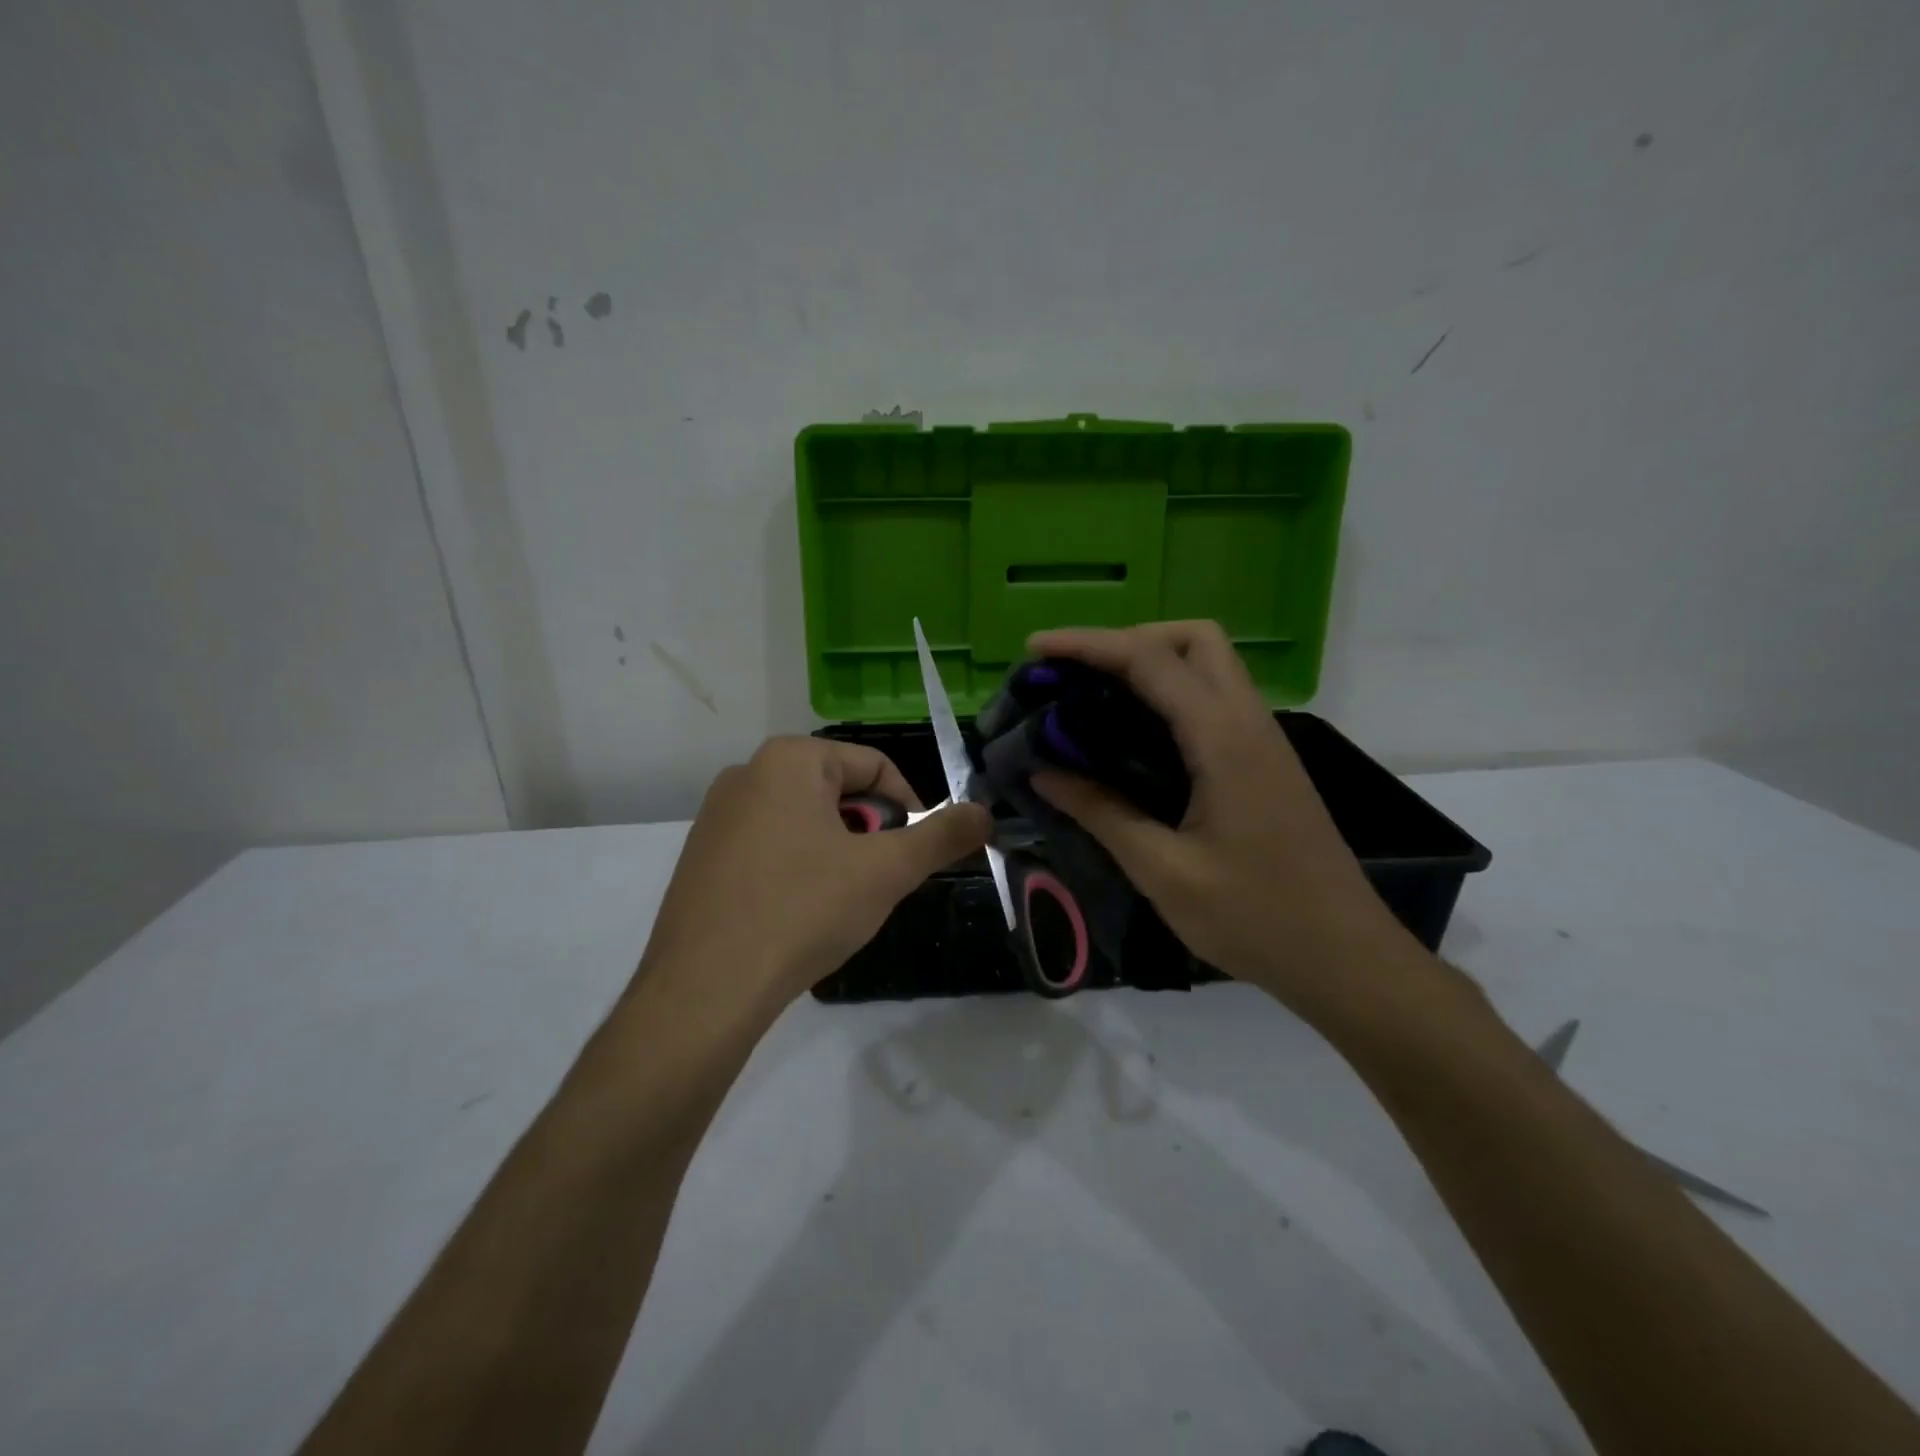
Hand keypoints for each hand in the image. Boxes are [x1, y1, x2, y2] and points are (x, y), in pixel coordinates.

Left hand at [641, 737, 990, 1018]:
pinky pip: (770, 847)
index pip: (875, 766)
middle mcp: (746, 773)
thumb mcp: (886, 871)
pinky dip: (798, 870)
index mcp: (788, 759)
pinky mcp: (701, 856)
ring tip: (838, 903)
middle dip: (870, 834)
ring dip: (837, 853)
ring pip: (806, 821)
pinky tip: (797, 914)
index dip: (909, 809)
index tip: (916, 856)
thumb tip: (986, 812)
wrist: (704, 990)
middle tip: (877, 883)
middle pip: (839, 792)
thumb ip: (943, 836)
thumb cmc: (802, 911)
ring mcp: (716, 816)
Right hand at [1027, 622, 1422, 1027]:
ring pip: (1209, 664)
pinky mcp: (1264, 761)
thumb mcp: (1164, 872)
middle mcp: (1248, 722)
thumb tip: (1042, 774)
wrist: (1344, 956)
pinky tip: (1134, 735)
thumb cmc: (1255, 917)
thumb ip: (1102, 814)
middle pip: (1193, 639)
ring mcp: (1262, 739)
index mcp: (1223, 740)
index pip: (1150, 660)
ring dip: (1151, 663)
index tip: (1035, 648)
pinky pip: (1214, 699)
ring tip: (1094, 697)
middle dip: (1129, 639)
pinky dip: (1169, 694)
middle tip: (1076, 673)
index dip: (1089, 645)